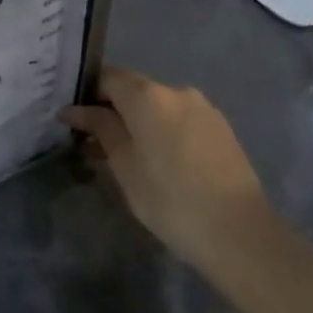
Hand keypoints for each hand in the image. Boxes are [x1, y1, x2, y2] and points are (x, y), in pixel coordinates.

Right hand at [63, 68, 275, 282]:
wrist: (240, 235)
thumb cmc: (169, 198)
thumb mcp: (123, 164)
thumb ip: (99, 128)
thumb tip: (73, 110)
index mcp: (148, 95)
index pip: (106, 77)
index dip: (85, 94)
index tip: (72, 119)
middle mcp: (177, 91)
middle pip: (133, 90)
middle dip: (110, 111)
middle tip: (91, 142)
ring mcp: (204, 110)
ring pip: (157, 107)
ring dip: (136, 124)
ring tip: (122, 157)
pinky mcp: (220, 131)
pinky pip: (179, 121)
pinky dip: (160, 132)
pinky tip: (155, 163)